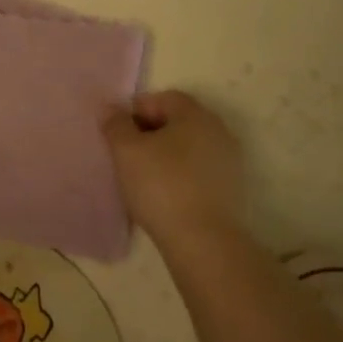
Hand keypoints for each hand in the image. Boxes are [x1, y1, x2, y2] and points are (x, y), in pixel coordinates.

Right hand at [102, 90, 243, 243]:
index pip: (162, 98)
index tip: (117, 134)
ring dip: (165, 156)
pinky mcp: (231, 190)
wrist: (204, 242)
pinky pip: (198, 171)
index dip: (135, 111)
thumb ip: (115, 124)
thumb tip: (110, 108)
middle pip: (177, 121)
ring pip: (187, 148)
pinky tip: (164, 195)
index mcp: (196, 114)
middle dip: (149, 133)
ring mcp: (229, 161)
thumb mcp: (126, 151)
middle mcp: (218, 130)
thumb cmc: (161, 186)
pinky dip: (180, 176)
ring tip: (143, 178)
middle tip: (127, 155)